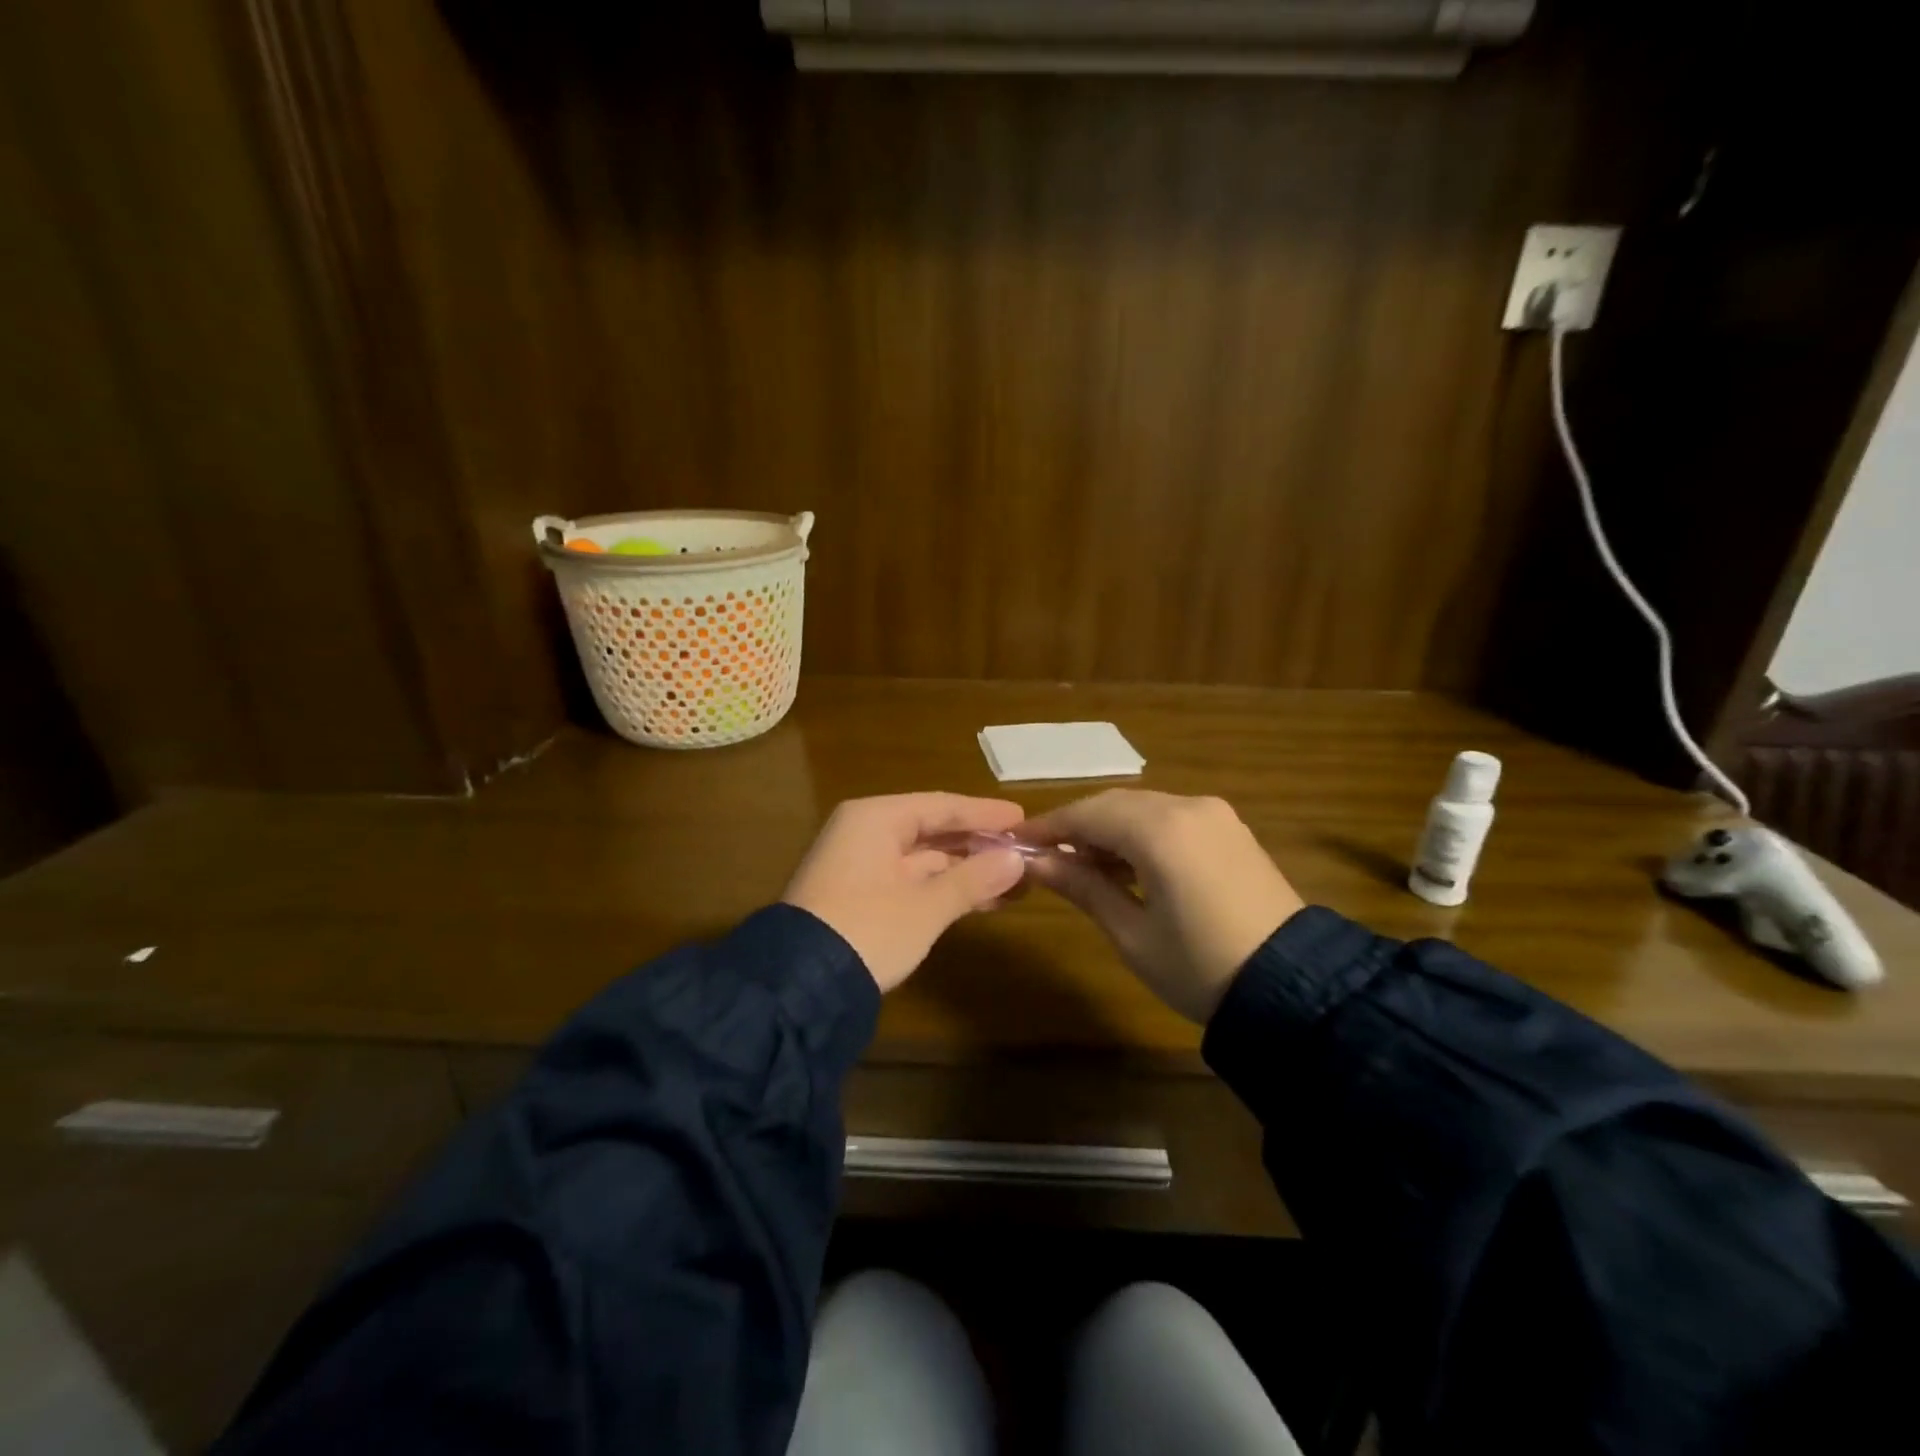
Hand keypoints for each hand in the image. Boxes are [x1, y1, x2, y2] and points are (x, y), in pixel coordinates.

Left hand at [783, 794, 1027, 992]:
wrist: (798, 986)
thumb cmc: (868, 929)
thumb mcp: (926, 906)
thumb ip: (973, 879)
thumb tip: (1016, 859)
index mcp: (875, 818)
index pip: (941, 805)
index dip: (985, 814)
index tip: (1023, 819)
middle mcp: (864, 832)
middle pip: (932, 830)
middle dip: (978, 845)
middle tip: (1023, 852)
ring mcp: (859, 865)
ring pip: (923, 859)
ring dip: (965, 871)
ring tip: (1013, 882)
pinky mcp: (858, 896)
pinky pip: (910, 880)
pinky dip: (942, 889)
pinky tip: (979, 900)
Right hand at [1023, 791, 1304, 1023]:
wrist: (1296, 991)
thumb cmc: (1201, 967)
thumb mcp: (1132, 933)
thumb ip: (1082, 886)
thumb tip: (1034, 861)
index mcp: (1160, 830)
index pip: (1087, 814)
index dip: (1047, 825)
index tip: (1014, 841)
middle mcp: (1188, 807)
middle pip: (1115, 804)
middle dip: (1077, 826)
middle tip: (1045, 857)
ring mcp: (1215, 815)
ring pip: (1143, 808)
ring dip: (1109, 830)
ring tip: (1083, 868)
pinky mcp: (1232, 830)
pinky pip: (1172, 818)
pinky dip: (1141, 834)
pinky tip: (1128, 865)